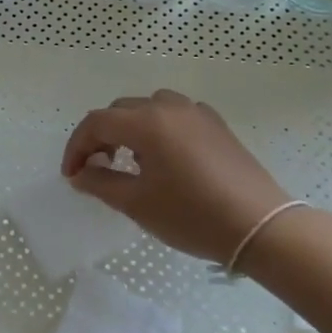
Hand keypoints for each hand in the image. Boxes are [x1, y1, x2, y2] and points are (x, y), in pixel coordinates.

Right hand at [61, 90, 291, 264]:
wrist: (259, 226)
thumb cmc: (192, 215)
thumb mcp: (137, 204)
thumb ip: (101, 183)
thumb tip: (80, 174)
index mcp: (146, 123)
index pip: (96, 123)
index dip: (77, 147)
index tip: (72, 175)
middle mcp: (169, 107)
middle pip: (121, 110)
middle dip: (101, 136)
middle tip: (97, 168)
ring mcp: (196, 113)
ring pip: (149, 107)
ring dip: (130, 128)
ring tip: (130, 160)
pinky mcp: (216, 125)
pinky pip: (176, 115)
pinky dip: (159, 128)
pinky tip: (165, 157)